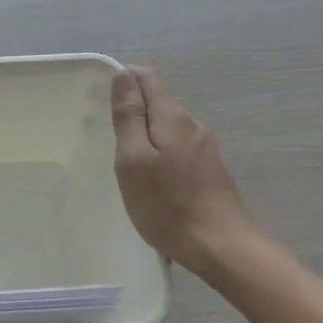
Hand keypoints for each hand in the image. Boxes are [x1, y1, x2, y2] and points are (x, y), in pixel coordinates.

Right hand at [111, 66, 267, 285]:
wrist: (220, 246)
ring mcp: (205, 149)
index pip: (148, 79)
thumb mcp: (134, 160)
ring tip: (126, 163)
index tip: (102, 102)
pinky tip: (151, 180)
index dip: (124, 80)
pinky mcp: (210, 171)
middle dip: (133, 112)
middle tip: (108, 138)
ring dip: (146, 136)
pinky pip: (177, 150)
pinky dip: (160, 155)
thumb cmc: (167, 204)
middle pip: (159, 103)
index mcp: (172, 118)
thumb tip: (123, 75)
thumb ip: (129, 117)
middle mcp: (193, 126)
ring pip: (168, 129)